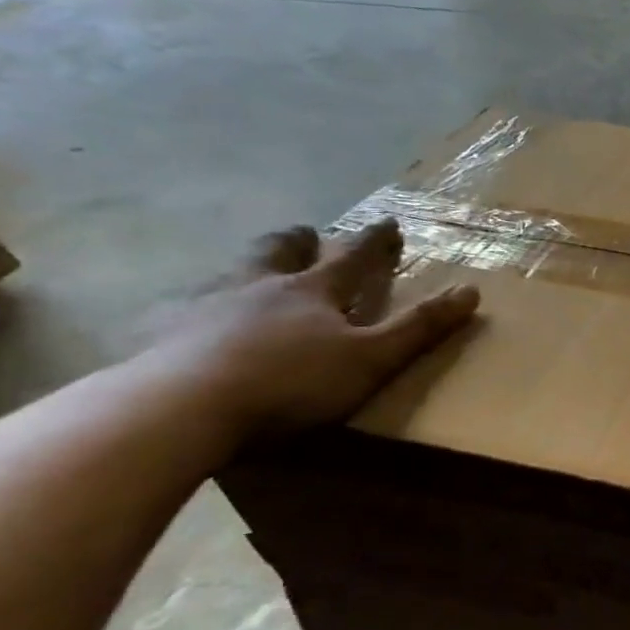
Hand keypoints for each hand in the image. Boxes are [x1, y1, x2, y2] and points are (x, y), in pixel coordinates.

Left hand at [136, 221, 479, 437]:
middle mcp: (258, 287)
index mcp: (312, 291)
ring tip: (245, 275)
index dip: (374, 241)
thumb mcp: (372, 358)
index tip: (388, 221)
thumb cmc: (290, 382)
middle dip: (297, 241)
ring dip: (244, 269)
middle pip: (279, 253)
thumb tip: (471, 291)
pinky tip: (180, 325)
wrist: (180, 408)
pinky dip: (186, 312)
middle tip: (304, 233)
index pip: (352, 257)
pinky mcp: (158, 336)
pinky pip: (174, 314)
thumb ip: (419, 327)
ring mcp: (202, 308)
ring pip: (227, 275)